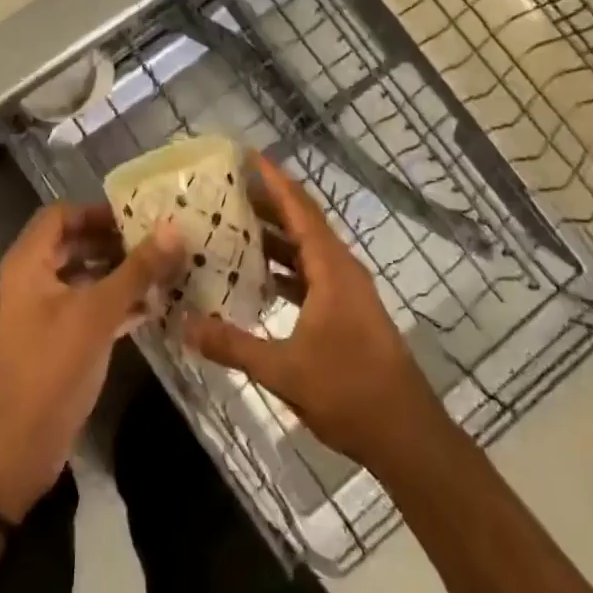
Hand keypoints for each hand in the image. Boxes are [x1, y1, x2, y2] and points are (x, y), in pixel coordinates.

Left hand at [0, 204, 182, 518]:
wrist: (19, 448)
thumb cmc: (53, 367)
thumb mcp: (98, 313)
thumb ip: (137, 269)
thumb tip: (174, 229)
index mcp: (28, 263)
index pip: (61, 214)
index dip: (97, 211)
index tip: (137, 216)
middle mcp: (30, 279)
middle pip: (73, 243)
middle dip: (113, 241)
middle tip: (155, 241)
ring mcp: (41, 311)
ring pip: (82, 276)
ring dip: (118, 272)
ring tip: (161, 271)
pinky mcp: (55, 340)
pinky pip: (86, 306)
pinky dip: (113, 302)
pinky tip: (152, 308)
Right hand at [182, 153, 439, 471]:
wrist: (407, 436)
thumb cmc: (349, 391)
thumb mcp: (284, 370)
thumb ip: (233, 345)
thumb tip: (185, 325)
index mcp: (331, 268)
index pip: (299, 209)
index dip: (274, 180)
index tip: (248, 156)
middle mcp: (341, 269)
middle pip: (302, 223)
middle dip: (268, 203)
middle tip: (227, 189)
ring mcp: (347, 291)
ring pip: (306, 250)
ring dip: (275, 237)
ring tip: (234, 226)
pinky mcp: (348, 312)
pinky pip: (311, 273)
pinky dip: (285, 268)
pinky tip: (258, 279)